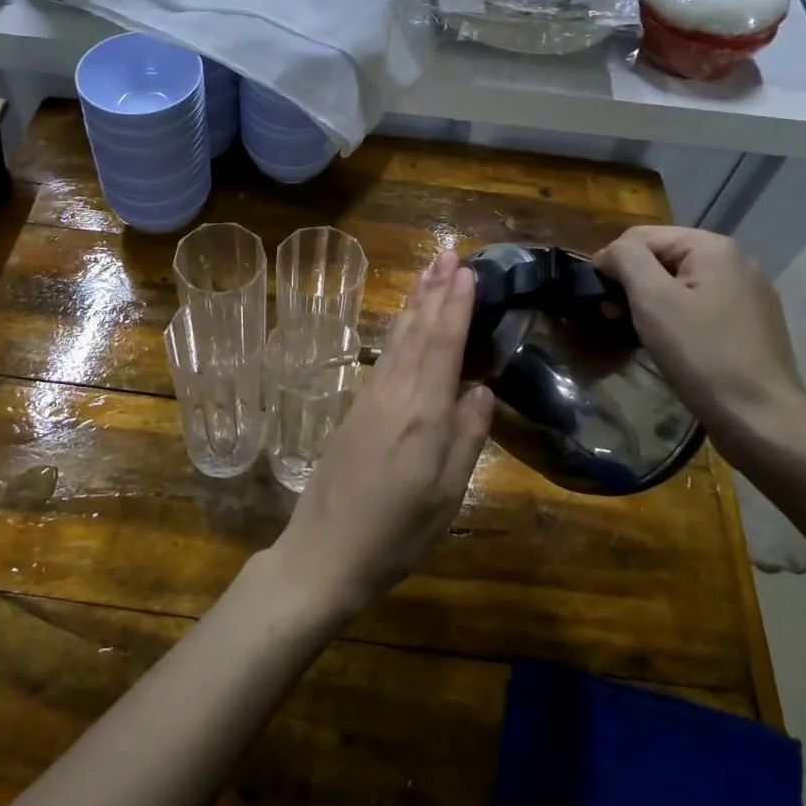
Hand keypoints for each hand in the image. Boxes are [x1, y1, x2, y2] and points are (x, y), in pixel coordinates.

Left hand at [268, 250, 493, 619]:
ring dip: (415, 303)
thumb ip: (467, 438)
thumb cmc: (395, 534)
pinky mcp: (354, 410)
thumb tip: (482, 389)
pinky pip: (383, 358)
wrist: (323, 553)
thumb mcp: (446, 496)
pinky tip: (404, 324)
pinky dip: (399, 331)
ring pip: (397, 340)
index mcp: (424, 416)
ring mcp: (370, 400)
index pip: (443, 346)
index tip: (465, 270)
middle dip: (434, 290)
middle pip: (417, 332)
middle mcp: (395, 396)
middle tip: (447, 252)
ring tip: (428, 272)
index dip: (455, 306)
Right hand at [595, 226, 805, 460]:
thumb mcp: (653, 300)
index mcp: (714, 247)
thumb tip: (609, 252)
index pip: (643, 236)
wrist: (760, 417)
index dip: (613, 262)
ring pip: (679, 283)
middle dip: (632, 283)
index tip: (599, 299)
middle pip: (662, 257)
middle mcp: (735, 261)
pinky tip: (669, 344)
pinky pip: (699, 305)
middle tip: (613, 318)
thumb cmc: (702, 354)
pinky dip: (675, 317)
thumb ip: (626, 260)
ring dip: (651, 302)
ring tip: (637, 332)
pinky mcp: (749, 323)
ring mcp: (747, 293)